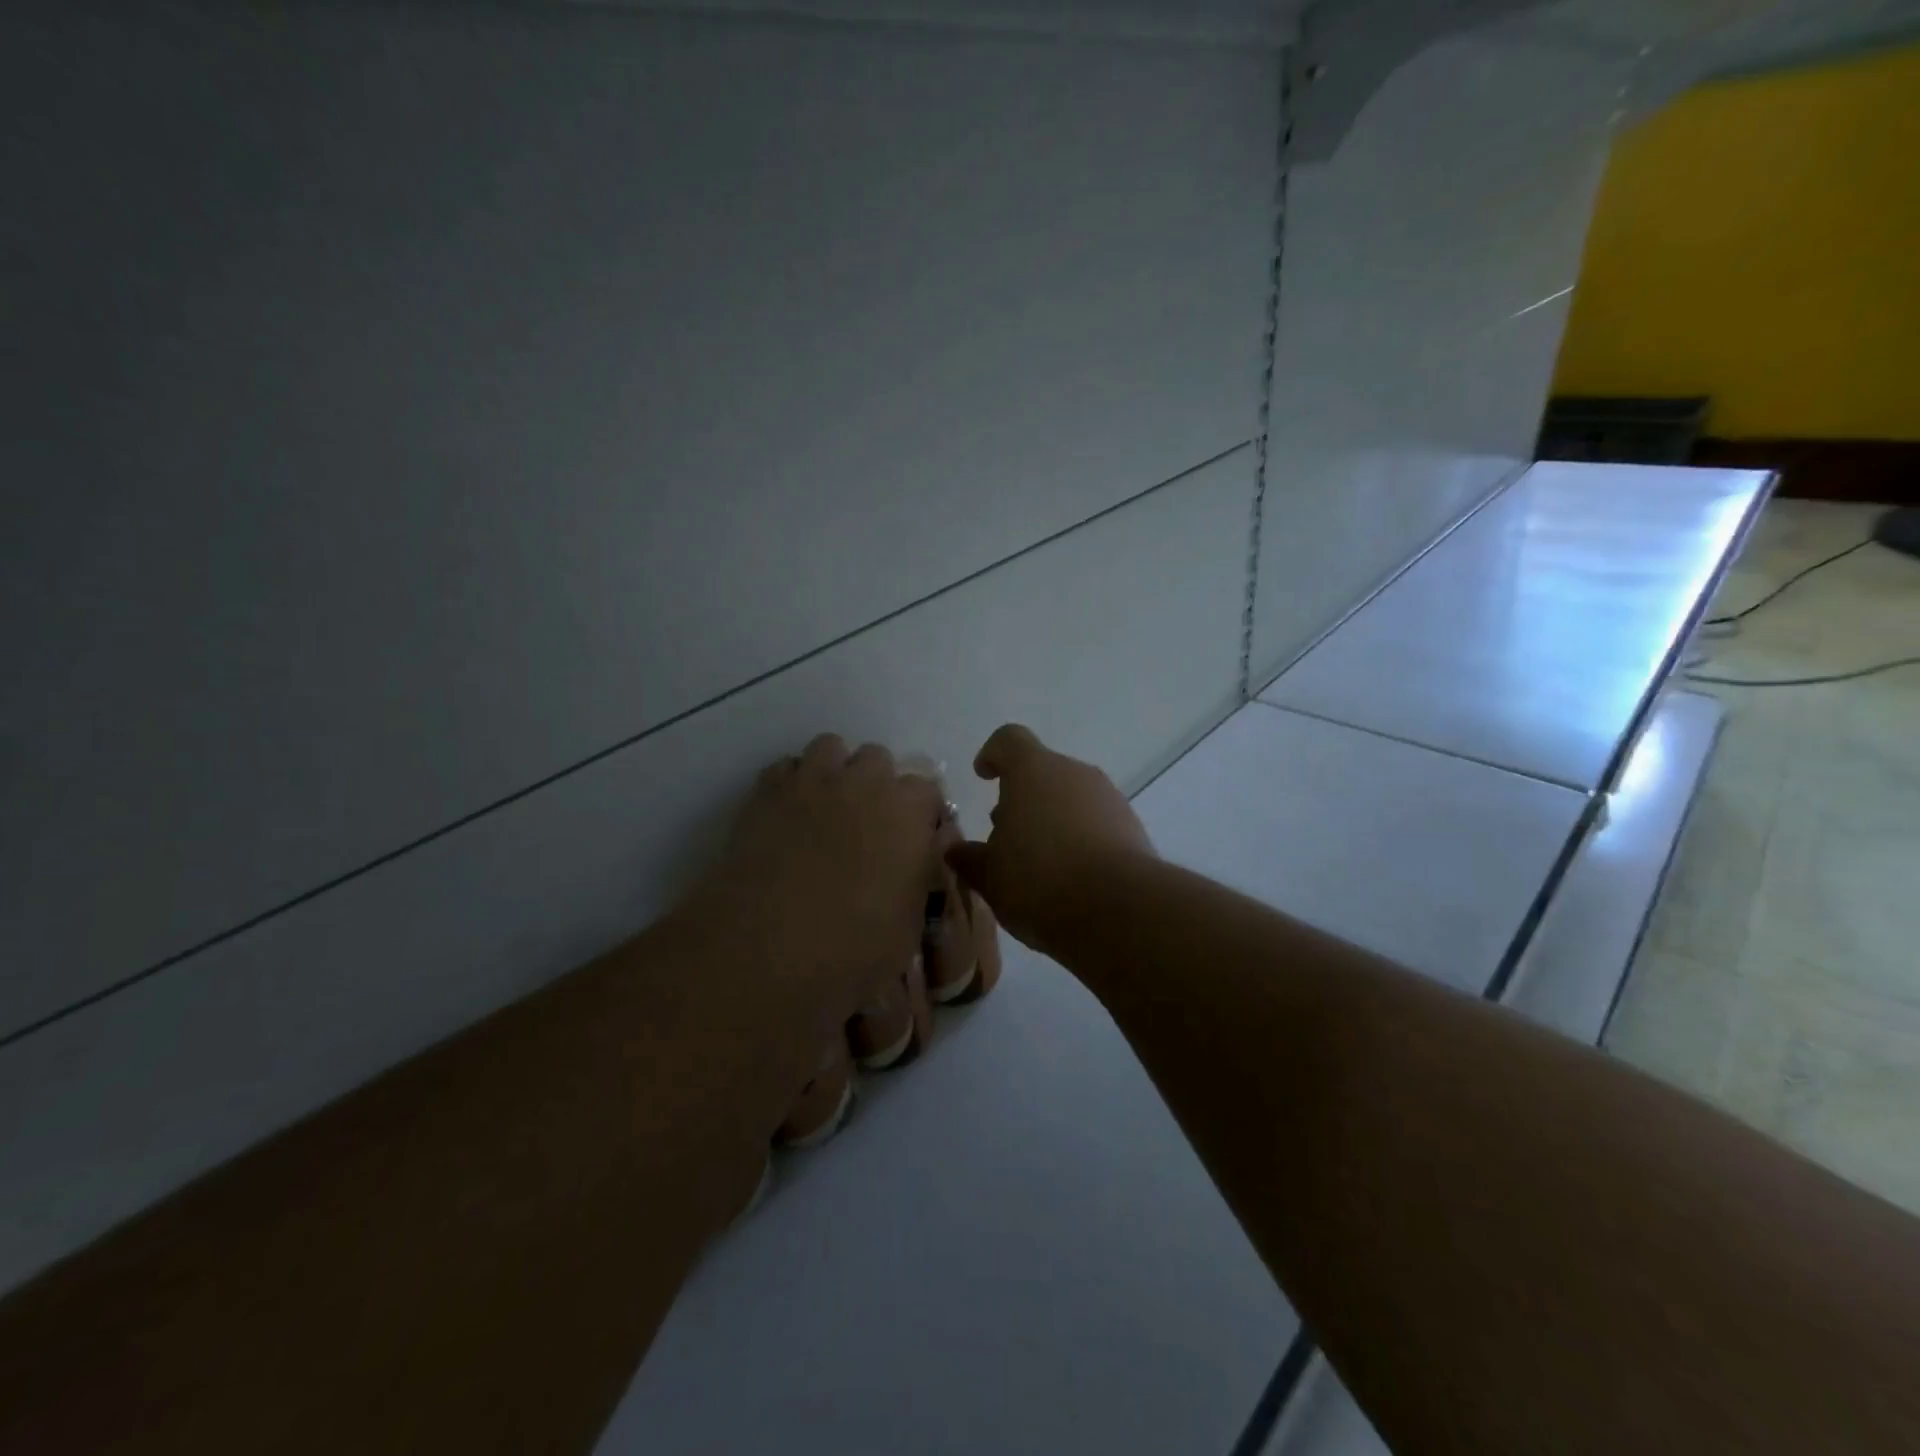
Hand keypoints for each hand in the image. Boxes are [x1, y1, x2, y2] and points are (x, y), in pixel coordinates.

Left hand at [692, 734, 941, 1054]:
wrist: (770, 945)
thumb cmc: (854, 946)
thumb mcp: (910, 923)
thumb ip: (921, 875)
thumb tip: (920, 854)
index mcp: (909, 811)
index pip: (927, 789)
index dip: (920, 812)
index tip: (913, 836)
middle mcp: (866, 782)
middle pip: (878, 758)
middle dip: (875, 783)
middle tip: (865, 822)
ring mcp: (814, 780)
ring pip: (831, 747)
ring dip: (833, 771)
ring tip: (825, 807)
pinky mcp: (768, 790)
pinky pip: (786, 767)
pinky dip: (791, 783)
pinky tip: (786, 814)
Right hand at [946, 724, 1154, 956]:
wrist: (1120, 910)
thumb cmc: (1039, 880)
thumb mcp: (990, 876)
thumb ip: (970, 858)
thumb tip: (956, 850)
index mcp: (1033, 771)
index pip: (1009, 740)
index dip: (993, 754)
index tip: (983, 775)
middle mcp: (1074, 773)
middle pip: (1043, 772)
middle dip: (1022, 798)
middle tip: (1006, 835)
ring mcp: (1109, 799)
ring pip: (1071, 798)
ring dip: (1052, 819)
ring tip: (1038, 862)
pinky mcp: (1133, 828)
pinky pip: (1097, 822)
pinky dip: (1080, 839)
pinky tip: (1070, 877)